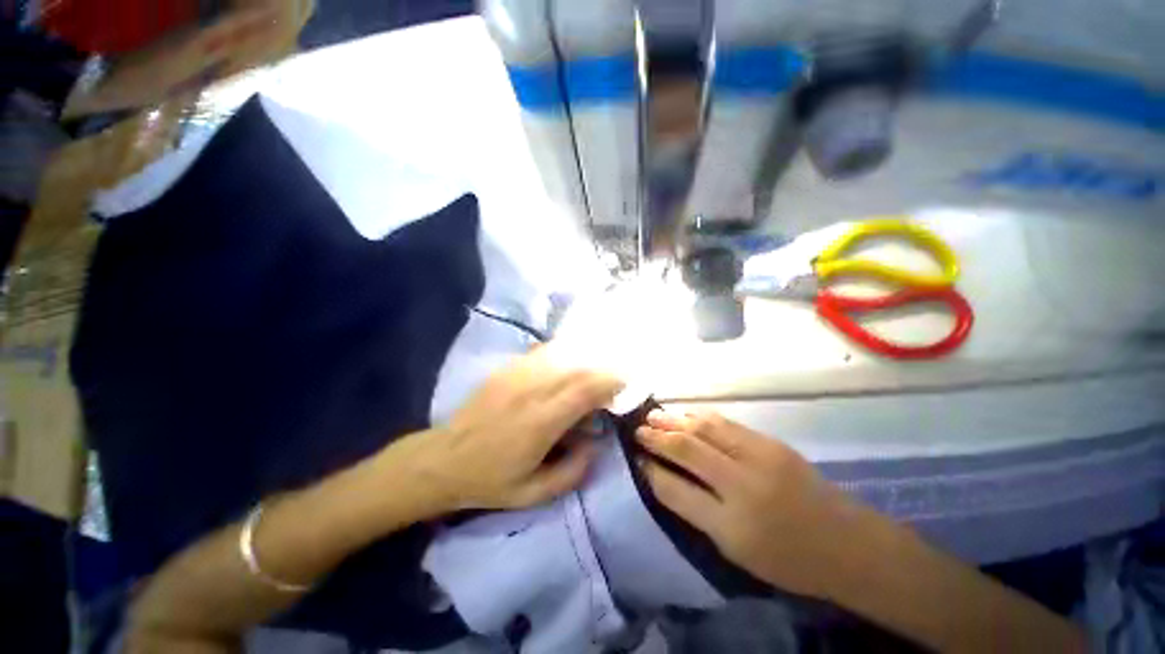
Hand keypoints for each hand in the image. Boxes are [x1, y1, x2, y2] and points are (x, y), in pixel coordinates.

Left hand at [409, 347, 622, 511]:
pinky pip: (543, 352)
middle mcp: (531, 391)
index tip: (625, 383)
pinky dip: (563, 354)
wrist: (443, 459)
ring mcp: (516, 375)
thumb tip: (596, 442)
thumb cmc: (490, 480)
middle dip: (603, 368)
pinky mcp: (507, 369)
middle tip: (615, 376)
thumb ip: (573, 471)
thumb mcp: (533, 493)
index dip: (610, 381)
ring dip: (585, 358)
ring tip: (597, 367)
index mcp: (540, 422)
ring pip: (562, 354)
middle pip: (577, 367)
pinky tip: (570, 361)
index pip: (584, 389)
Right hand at [636, 409, 865, 599]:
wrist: (847, 543)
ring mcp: (759, 457)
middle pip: (687, 449)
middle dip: (657, 436)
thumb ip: (695, 511)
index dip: (651, 471)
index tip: (636, 458)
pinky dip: (699, 416)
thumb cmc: (787, 558)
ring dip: (675, 419)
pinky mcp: (770, 442)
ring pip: (705, 428)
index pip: (676, 490)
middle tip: (638, 429)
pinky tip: (686, 415)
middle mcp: (742, 485)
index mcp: (732, 525)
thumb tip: (662, 477)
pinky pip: (725, 423)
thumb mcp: (735, 549)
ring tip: (654, 415)